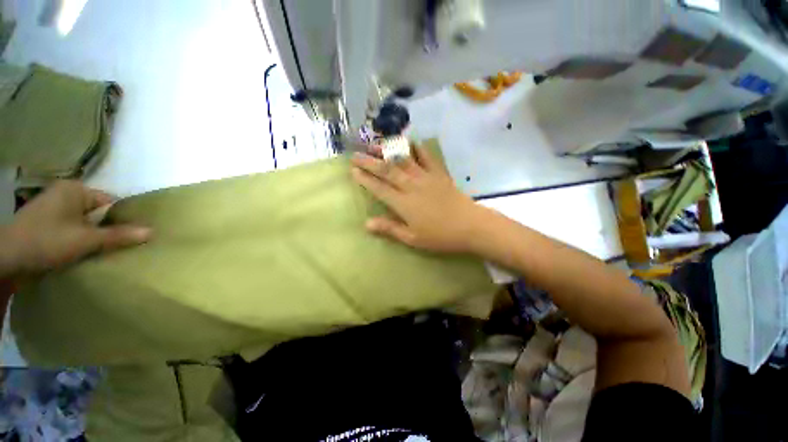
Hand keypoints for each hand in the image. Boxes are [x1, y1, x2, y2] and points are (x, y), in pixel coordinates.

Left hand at [1, 181, 151, 277]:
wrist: (3, 258)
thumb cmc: (46, 241)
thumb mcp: (85, 240)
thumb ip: (118, 235)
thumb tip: (152, 231)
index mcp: (75, 189)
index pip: (110, 202)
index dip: (122, 219)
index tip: (131, 237)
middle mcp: (65, 193)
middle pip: (97, 212)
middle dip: (107, 229)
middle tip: (118, 247)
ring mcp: (53, 207)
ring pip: (84, 222)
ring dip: (92, 236)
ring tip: (101, 251)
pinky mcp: (45, 222)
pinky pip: (71, 228)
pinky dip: (78, 239)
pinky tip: (81, 252)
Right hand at [350, 146, 488, 252]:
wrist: (470, 226)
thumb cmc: (440, 236)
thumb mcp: (413, 238)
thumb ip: (390, 229)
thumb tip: (367, 223)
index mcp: (403, 203)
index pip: (379, 188)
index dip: (365, 179)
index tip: (353, 170)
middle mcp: (411, 186)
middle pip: (387, 170)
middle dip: (369, 161)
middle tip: (355, 154)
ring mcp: (426, 177)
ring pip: (403, 160)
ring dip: (387, 151)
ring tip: (375, 144)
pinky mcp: (439, 174)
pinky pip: (427, 157)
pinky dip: (418, 148)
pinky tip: (410, 142)